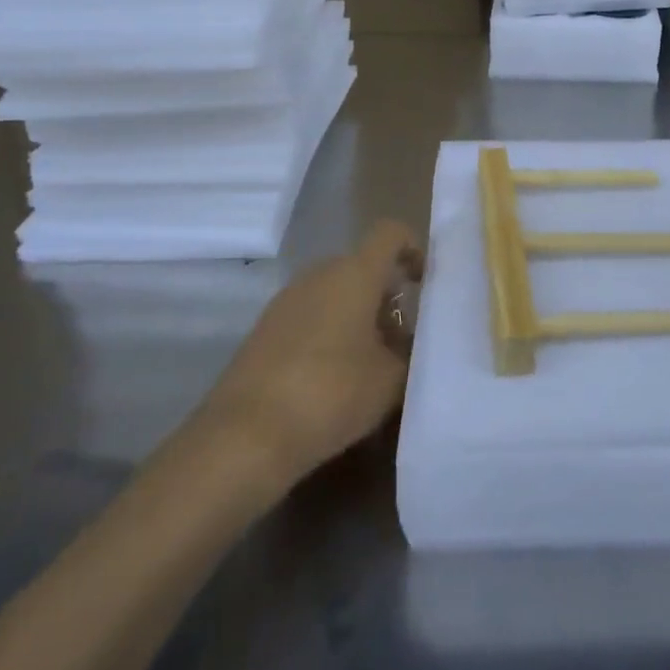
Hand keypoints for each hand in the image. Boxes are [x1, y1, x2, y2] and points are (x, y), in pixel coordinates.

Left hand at [201, 220, 423, 481]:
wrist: (245, 437)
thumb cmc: (332, 393)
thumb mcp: (391, 380)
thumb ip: (410, 354)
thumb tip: (410, 344)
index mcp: (355, 273)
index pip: (390, 233)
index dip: (413, 248)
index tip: (425, 284)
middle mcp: (319, 274)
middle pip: (363, 267)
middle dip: (387, 297)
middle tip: (403, 339)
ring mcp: (287, 300)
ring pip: (335, 293)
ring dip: (358, 318)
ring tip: (372, 365)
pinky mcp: (264, 330)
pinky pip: (310, 316)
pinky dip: (330, 334)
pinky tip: (335, 379)